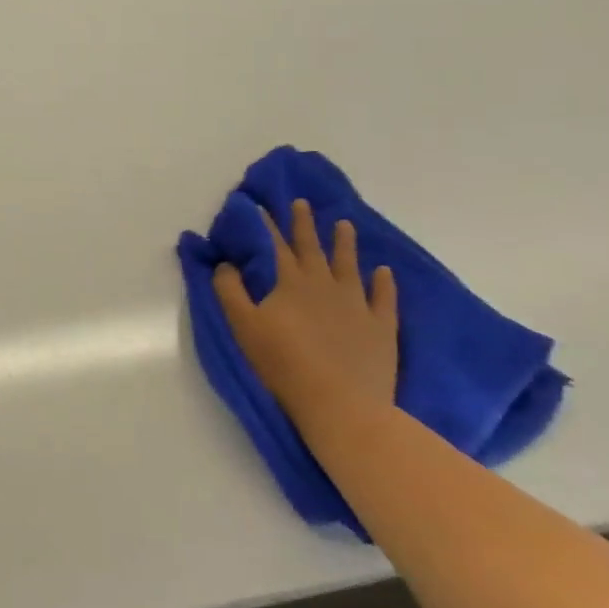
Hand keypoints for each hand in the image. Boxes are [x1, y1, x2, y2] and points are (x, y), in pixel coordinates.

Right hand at [212, 199, 397, 419]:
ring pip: (350, 265)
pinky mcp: (382, 328)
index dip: (266, 225)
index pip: (275, 246)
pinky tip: (383, 272)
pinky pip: (384, 298)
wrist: (341, 404)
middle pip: (312, 248)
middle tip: (302, 203)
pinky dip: (384, 283)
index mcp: (291, 283)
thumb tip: (225, 263)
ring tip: (345, 225)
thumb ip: (230, 290)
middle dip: (304, 224)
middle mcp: (325, 285)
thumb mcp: (243, 325)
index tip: (260, 206)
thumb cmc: (283, 364)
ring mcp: (357, 305)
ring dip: (345, 244)